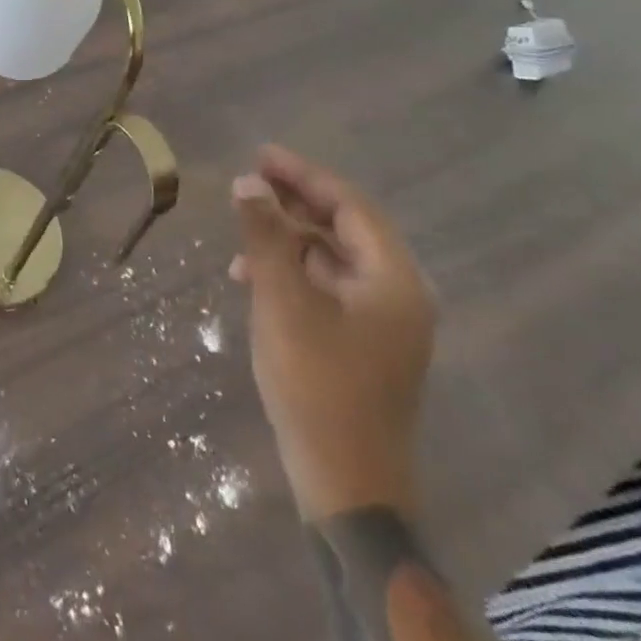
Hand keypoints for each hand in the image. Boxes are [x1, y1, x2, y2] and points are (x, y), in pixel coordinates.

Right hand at [229, 145, 435, 519]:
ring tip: (243, 231)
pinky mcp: (365, 343)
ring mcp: (384, 321)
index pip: (350, 205)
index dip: (303, 175)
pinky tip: (252, 277)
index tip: (260, 155)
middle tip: (248, 182)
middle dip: (294, 202)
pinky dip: (292, 272)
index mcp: (393, 279)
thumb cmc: (317, 384)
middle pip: (344, 227)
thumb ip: (266, 236)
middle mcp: (398, 293)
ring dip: (288, 237)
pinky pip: (327, 287)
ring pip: (333, 257)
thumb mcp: (282, 301)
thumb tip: (247, 182)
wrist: (347, 485)